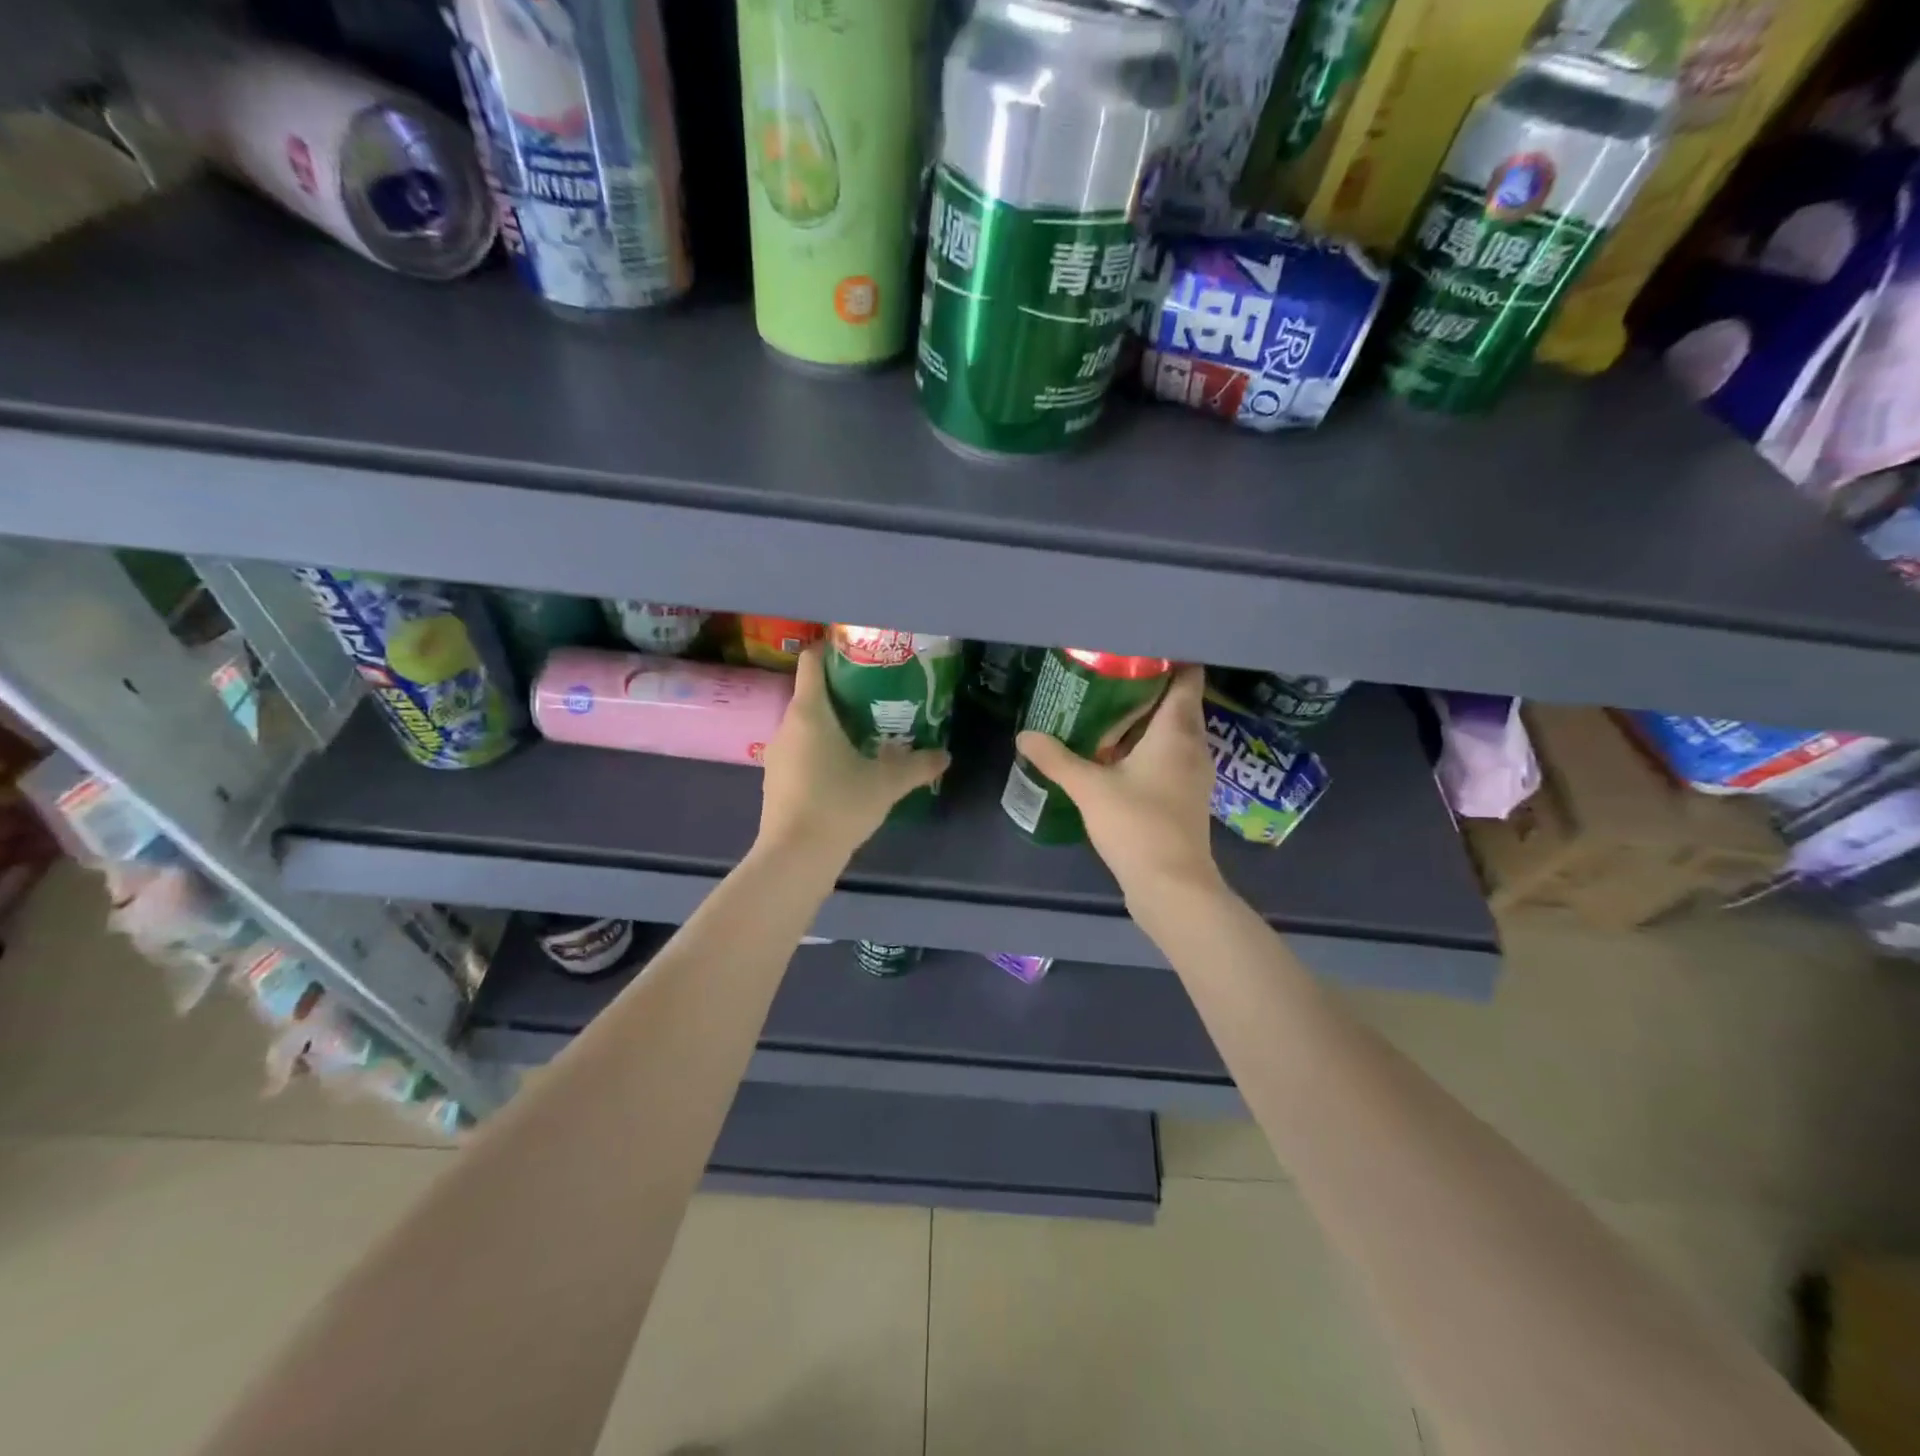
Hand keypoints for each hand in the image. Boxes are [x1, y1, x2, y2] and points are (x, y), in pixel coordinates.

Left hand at [756, 644, 949, 864]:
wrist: (794, 857)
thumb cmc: (838, 805)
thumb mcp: (886, 784)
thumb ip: (918, 765)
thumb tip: (945, 755)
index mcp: (809, 713)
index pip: (811, 662)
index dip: (830, 650)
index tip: (858, 652)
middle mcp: (787, 725)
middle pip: (811, 694)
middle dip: (842, 692)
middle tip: (877, 696)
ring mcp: (777, 754)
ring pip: (806, 725)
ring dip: (832, 724)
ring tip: (866, 731)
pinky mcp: (776, 779)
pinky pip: (800, 750)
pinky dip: (820, 749)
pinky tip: (844, 768)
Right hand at [1015, 664, 1220, 900]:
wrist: (1172, 885)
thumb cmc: (1138, 825)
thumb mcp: (1089, 787)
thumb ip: (1056, 758)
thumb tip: (1024, 735)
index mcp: (1178, 730)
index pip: (1188, 677)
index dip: (1169, 657)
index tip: (1136, 647)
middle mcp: (1193, 745)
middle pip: (1176, 702)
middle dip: (1145, 686)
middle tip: (1106, 674)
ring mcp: (1192, 772)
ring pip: (1171, 731)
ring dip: (1143, 720)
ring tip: (1103, 708)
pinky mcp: (1183, 795)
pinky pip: (1167, 756)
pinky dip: (1144, 747)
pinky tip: (1112, 754)